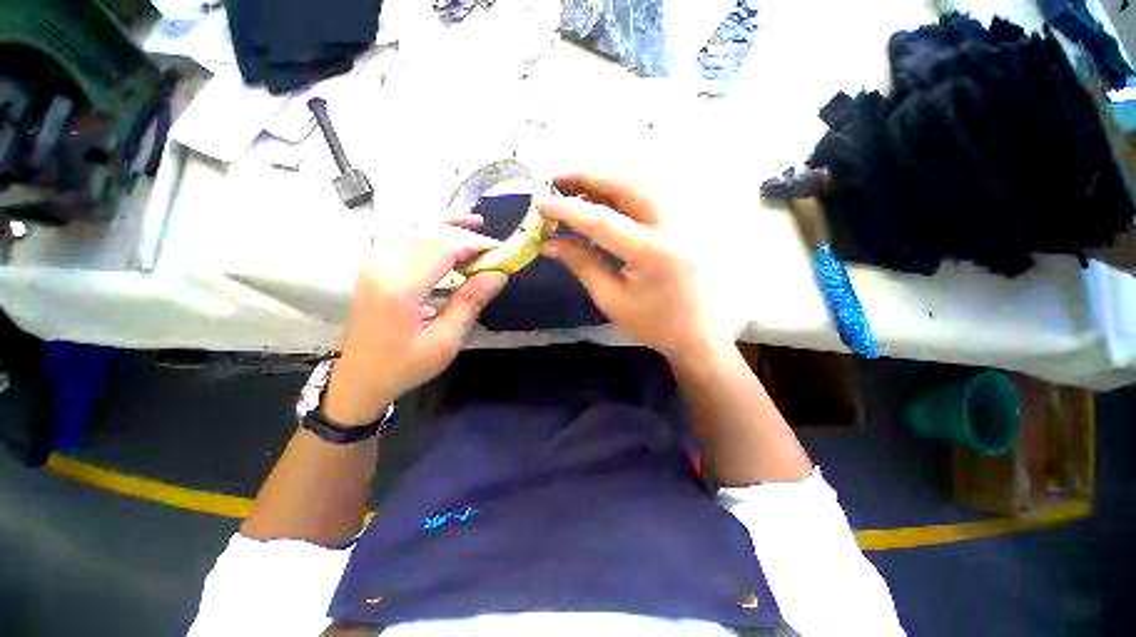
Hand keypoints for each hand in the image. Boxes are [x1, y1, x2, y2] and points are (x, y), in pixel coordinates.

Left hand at [324, 217, 507, 424]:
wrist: (360, 377)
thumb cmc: (404, 364)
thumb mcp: (445, 341)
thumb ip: (470, 302)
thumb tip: (499, 275)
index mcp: (400, 285)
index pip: (444, 245)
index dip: (475, 244)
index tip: (500, 253)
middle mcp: (383, 263)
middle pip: (431, 231)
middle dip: (466, 235)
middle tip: (493, 249)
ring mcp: (373, 259)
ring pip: (415, 225)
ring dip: (447, 224)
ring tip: (475, 226)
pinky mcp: (373, 263)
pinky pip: (401, 232)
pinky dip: (427, 228)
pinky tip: (443, 231)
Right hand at [537, 173, 727, 362]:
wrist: (695, 333)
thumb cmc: (652, 323)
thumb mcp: (611, 298)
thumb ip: (581, 264)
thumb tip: (548, 242)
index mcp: (651, 252)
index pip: (601, 220)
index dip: (567, 209)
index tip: (539, 203)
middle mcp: (671, 226)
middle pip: (627, 185)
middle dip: (589, 177)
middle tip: (557, 180)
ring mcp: (682, 220)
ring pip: (641, 183)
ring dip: (605, 179)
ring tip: (574, 186)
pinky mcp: (683, 222)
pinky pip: (650, 194)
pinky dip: (622, 190)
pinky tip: (603, 197)